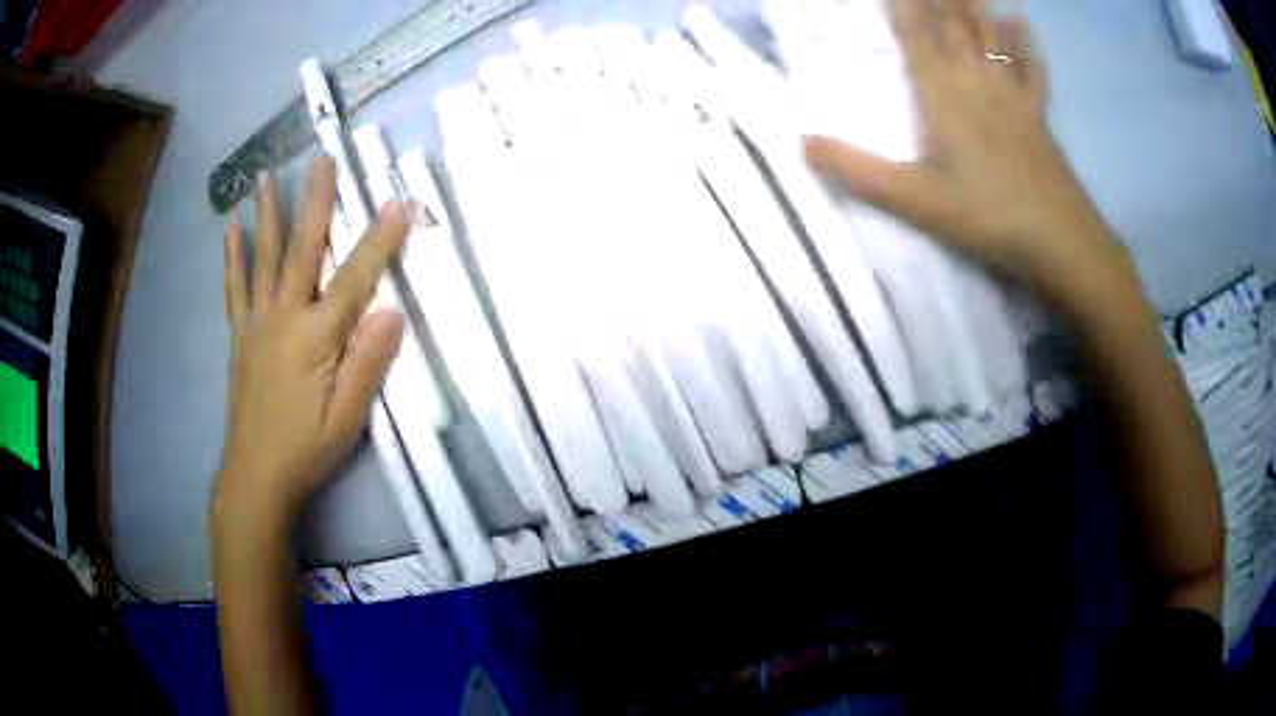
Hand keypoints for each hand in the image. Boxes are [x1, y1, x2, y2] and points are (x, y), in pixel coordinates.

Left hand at [213, 158, 407, 536]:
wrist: (256, 476)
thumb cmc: (306, 449)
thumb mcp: (348, 418)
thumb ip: (368, 364)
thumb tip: (392, 313)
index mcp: (315, 337)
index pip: (353, 278)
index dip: (379, 240)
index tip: (400, 203)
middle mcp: (283, 318)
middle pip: (302, 250)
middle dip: (316, 202)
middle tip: (322, 159)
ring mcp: (257, 323)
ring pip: (263, 258)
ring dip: (268, 214)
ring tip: (266, 176)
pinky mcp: (241, 336)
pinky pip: (235, 288)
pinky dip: (233, 256)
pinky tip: (231, 229)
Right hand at [806, 0, 1125, 302]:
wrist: (1060, 242)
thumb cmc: (987, 218)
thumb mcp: (915, 201)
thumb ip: (859, 171)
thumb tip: (802, 142)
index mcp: (942, 94)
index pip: (914, 33)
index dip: (901, 3)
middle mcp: (976, 82)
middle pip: (953, 23)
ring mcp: (1011, 96)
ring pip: (990, 35)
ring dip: (975, 4)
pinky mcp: (1038, 116)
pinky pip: (1030, 68)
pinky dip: (1025, 43)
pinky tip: (1022, 22)